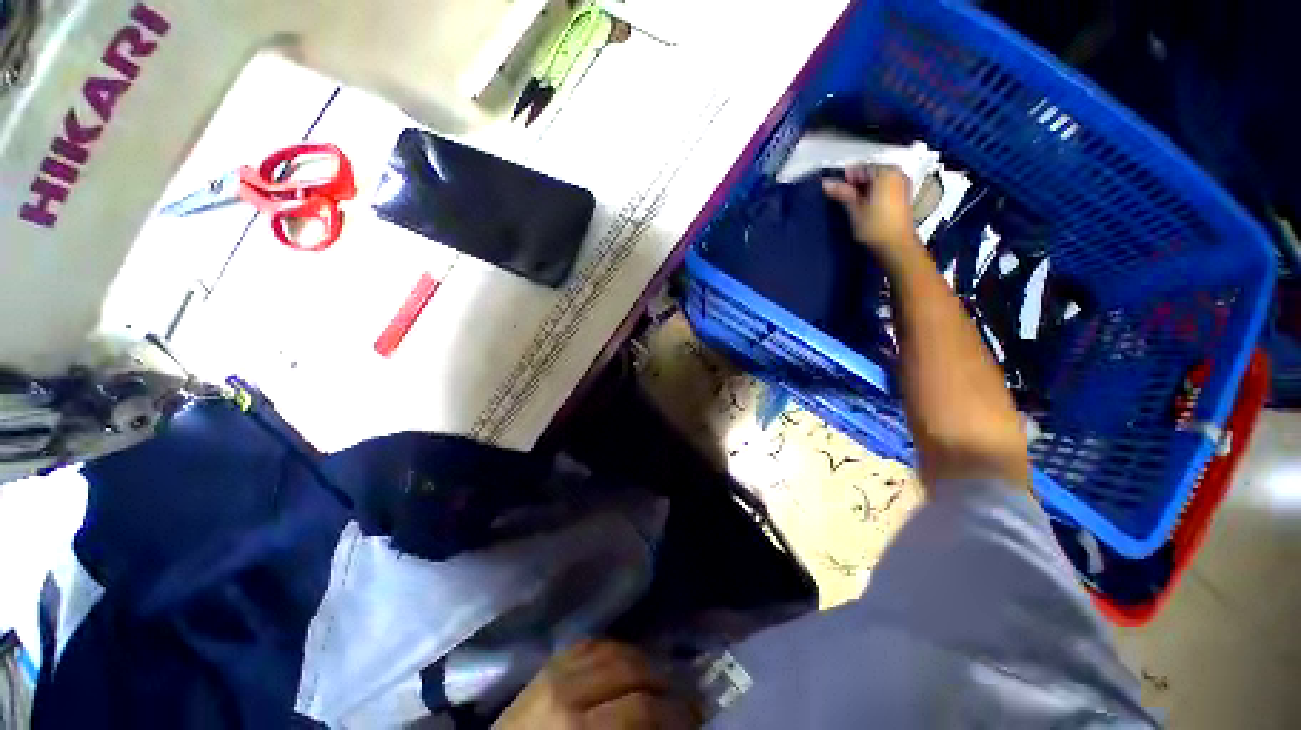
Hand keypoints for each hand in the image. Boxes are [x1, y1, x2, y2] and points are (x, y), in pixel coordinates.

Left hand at [495, 640, 699, 728]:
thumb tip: (666, 723)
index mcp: (576, 725)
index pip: (640, 707)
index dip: (675, 712)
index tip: (697, 718)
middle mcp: (566, 687)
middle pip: (629, 667)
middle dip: (664, 679)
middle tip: (684, 694)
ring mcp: (553, 668)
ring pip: (612, 647)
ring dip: (642, 658)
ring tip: (660, 674)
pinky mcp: (545, 663)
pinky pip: (588, 642)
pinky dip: (614, 647)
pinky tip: (626, 658)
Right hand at [822, 164, 918, 258]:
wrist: (896, 246)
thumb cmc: (875, 227)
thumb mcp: (854, 209)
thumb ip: (842, 193)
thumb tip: (826, 183)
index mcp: (886, 173)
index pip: (861, 167)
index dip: (846, 177)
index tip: (835, 188)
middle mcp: (897, 175)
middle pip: (871, 172)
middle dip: (856, 183)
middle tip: (842, 196)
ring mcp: (902, 185)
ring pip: (878, 181)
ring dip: (864, 189)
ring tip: (852, 203)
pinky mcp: (903, 197)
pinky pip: (885, 188)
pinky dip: (873, 193)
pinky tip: (864, 206)